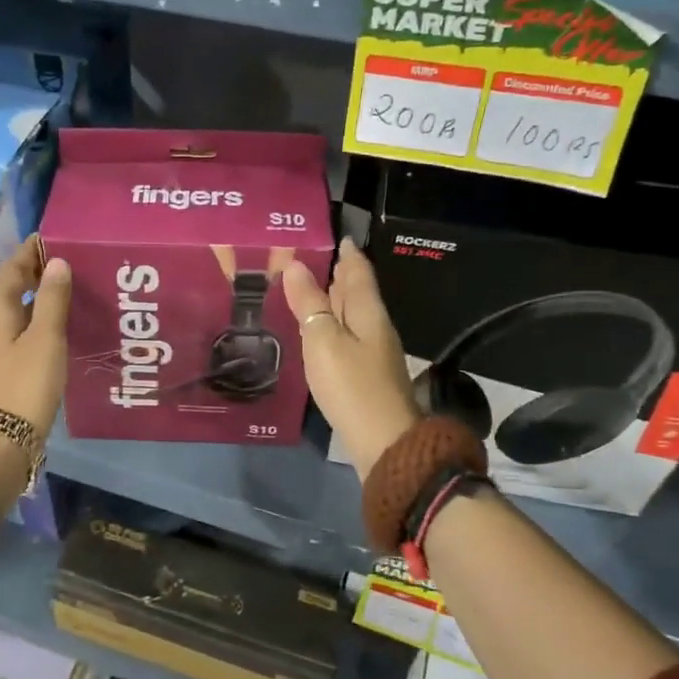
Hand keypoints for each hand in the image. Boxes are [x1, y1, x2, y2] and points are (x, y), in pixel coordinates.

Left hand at [0, 236, 71, 439]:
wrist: (6, 442)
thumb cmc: (25, 384)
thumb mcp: (45, 338)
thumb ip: (52, 300)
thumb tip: (57, 262)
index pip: (9, 273)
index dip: (27, 254)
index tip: (49, 237)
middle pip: (12, 292)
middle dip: (35, 274)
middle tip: (68, 261)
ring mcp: (3, 353)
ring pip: (21, 315)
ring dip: (42, 299)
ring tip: (72, 290)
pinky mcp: (14, 372)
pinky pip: (29, 335)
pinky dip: (45, 323)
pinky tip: (66, 328)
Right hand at [283, 238, 421, 479]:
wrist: (384, 442)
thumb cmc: (352, 385)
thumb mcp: (323, 340)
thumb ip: (309, 303)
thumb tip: (295, 265)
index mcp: (368, 312)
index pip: (358, 271)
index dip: (347, 253)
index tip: (333, 235)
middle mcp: (375, 327)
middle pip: (356, 292)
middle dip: (338, 273)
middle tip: (310, 257)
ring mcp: (374, 353)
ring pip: (352, 315)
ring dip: (334, 299)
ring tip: (309, 287)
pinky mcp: (366, 375)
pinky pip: (347, 337)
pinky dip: (333, 325)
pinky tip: (318, 331)